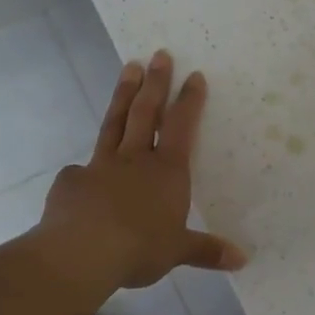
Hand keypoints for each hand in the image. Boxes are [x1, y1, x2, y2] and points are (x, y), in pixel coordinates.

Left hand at [34, 51, 245, 290]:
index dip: (189, 101)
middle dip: (156, 82)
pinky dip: (84, 169)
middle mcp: (135, 160)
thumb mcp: (178, 251)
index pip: (182, 127)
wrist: (81, 253)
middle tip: (160, 54)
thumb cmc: (140, 248)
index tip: (194, 75)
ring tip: (128, 67)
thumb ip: (206, 251)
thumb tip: (242, 260)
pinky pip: (81, 170)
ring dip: (124, 94)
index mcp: (167, 172)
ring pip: (115, 123)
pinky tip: (81, 175)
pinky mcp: (73, 180)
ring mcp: (101, 166)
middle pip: (147, 113)